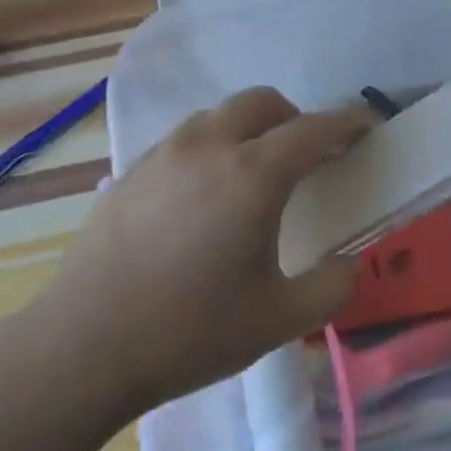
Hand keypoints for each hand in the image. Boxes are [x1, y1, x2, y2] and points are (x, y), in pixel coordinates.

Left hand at [28, 87, 372, 414]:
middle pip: (263, 102)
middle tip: (309, 156)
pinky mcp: (132, 171)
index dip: (347, 122)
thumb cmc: (190, 332)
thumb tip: (349, 262)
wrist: (83, 348)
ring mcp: (164, 154)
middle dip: (296, 118)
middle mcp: (209, 147)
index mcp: (253, 175)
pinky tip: (205, 195)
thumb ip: (332, 286)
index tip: (367, 128)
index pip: (313, 128)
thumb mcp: (280, 320)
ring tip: (255, 173)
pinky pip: (186, 139)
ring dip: (251, 128)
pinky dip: (213, 146)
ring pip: (220, 115)